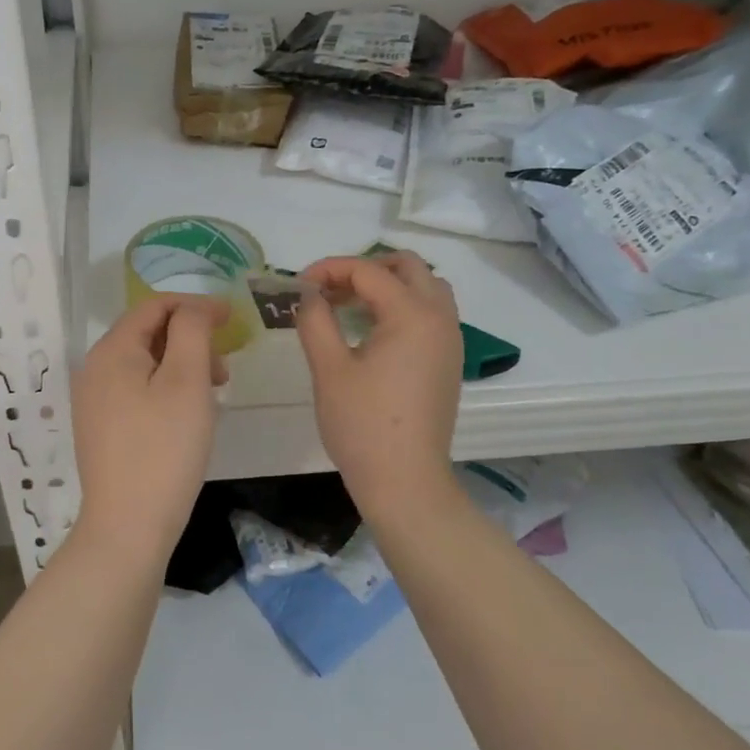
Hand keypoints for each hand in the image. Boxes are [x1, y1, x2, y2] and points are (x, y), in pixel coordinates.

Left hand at [70, 295, 228, 566]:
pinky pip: (136, 390)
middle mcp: (94, 368)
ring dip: (181, 366)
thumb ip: (191, 331)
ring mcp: (93, 400)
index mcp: (112, 350)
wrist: (128, 526)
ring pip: (143, 363)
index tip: (232, 319)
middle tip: (224, 369)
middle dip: (190, 339)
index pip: (155, 306)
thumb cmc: (164, 448)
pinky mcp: (100, 427)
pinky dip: (165, 388)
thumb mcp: (187, 381)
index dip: (196, 305)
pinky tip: (186, 415)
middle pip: (147, 333)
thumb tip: (194, 308)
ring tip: (211, 395)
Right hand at [295, 252, 462, 510]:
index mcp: (412, 314)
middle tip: (329, 290)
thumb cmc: (362, 425)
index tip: (298, 285)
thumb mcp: (328, 368)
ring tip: (349, 306)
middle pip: (408, 267)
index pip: (368, 271)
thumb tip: (310, 294)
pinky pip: (431, 312)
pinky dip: (402, 306)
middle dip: (364, 269)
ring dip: (388, 285)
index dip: (329, 269)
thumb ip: (316, 319)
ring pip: (425, 287)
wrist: (406, 482)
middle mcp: (440, 318)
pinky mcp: (449, 360)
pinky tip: (371, 331)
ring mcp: (450, 340)